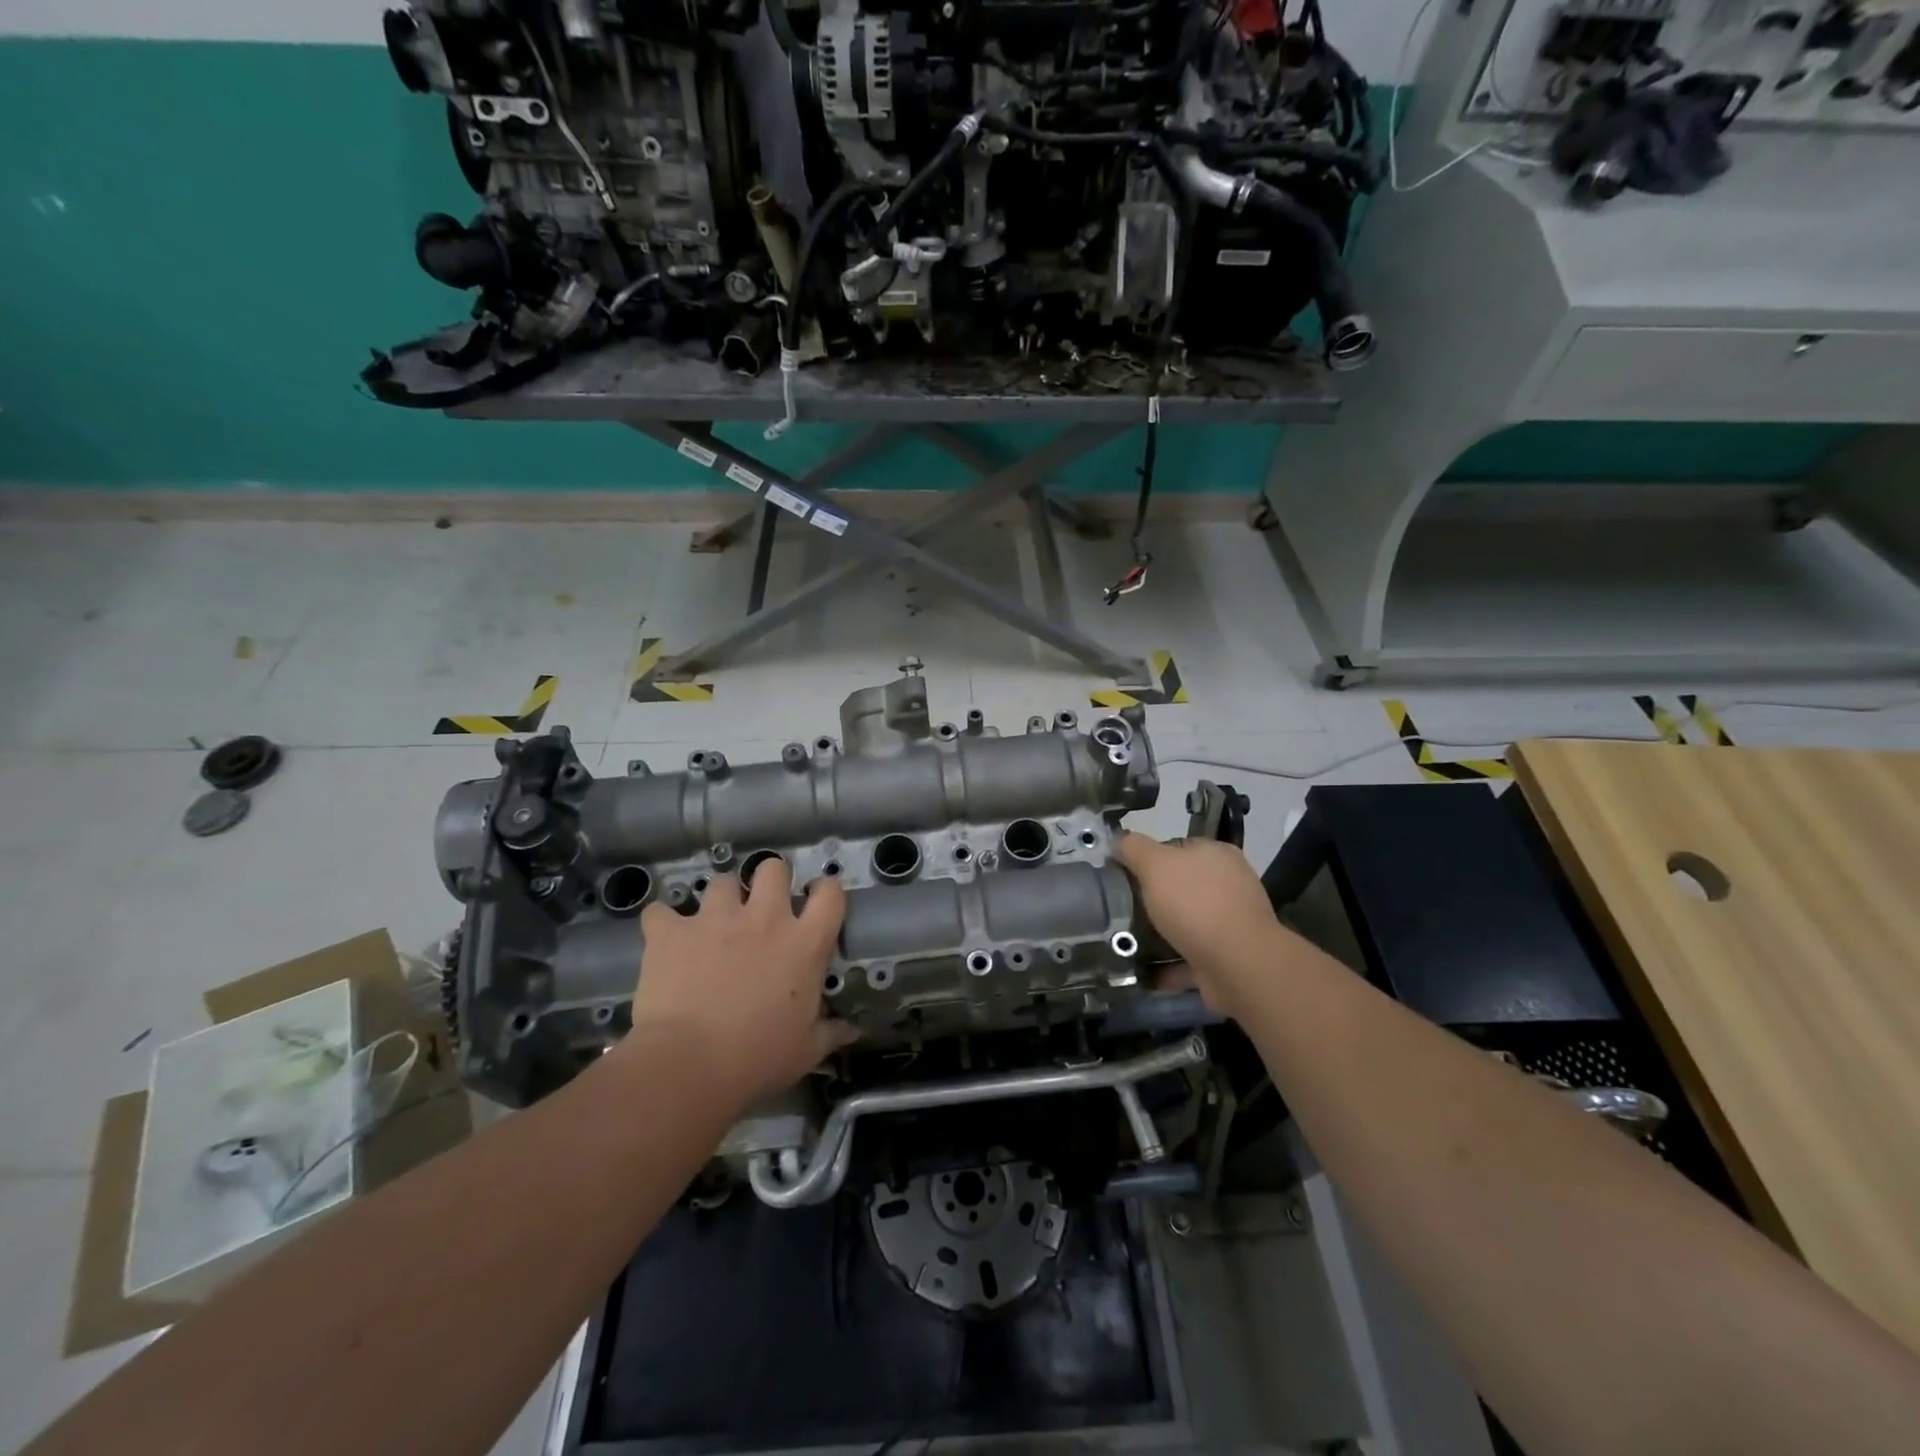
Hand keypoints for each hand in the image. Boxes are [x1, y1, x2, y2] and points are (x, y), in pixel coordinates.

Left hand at [626, 859, 856, 1108]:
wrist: (689, 1064)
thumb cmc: (758, 1058)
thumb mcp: (806, 1051)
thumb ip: (830, 1033)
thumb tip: (852, 1031)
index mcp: (804, 944)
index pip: (830, 894)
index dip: (826, 889)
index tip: (817, 899)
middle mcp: (764, 919)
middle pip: (773, 868)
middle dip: (769, 878)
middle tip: (762, 905)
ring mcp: (715, 920)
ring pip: (721, 881)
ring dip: (719, 898)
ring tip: (713, 922)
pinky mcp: (672, 932)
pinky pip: (661, 912)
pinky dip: (662, 922)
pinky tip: (663, 938)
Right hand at [1117, 831, 1285, 1019]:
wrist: (1239, 965)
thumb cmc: (1196, 904)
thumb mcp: (1155, 864)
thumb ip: (1133, 848)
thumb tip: (1118, 841)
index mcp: (1216, 855)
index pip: (1176, 848)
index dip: (1148, 859)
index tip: (1122, 875)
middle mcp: (1228, 885)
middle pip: (1181, 887)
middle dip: (1153, 899)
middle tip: (1121, 909)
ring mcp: (1231, 924)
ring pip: (1186, 923)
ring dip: (1160, 933)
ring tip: (1127, 940)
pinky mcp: (1228, 958)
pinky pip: (1190, 957)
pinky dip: (1169, 964)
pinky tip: (1145, 969)